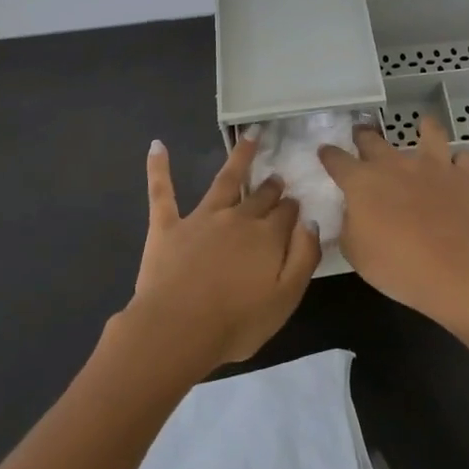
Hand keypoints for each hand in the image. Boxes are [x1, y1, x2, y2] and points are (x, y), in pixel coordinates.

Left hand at [123, 135, 320, 374]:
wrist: (178, 330)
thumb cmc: (237, 323)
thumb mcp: (286, 298)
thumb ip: (304, 257)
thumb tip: (311, 222)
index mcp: (267, 237)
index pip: (287, 213)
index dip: (293, 208)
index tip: (297, 204)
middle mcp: (237, 218)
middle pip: (260, 196)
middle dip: (271, 186)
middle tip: (277, 178)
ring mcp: (201, 218)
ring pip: (224, 180)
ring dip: (239, 157)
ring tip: (250, 137)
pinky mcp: (167, 226)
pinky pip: (162, 191)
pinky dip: (159, 167)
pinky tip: (157, 145)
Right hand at [319, 115, 468, 333]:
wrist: (453, 269)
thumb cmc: (395, 264)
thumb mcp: (354, 252)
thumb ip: (348, 226)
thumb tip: (352, 212)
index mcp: (362, 181)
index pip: (337, 160)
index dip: (329, 155)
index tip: (325, 152)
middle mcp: (394, 164)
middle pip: (373, 140)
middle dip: (364, 136)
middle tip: (362, 135)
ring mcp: (432, 166)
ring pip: (429, 133)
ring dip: (424, 128)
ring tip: (424, 126)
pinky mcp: (464, 177)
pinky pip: (463, 159)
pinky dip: (459, 162)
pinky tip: (457, 167)